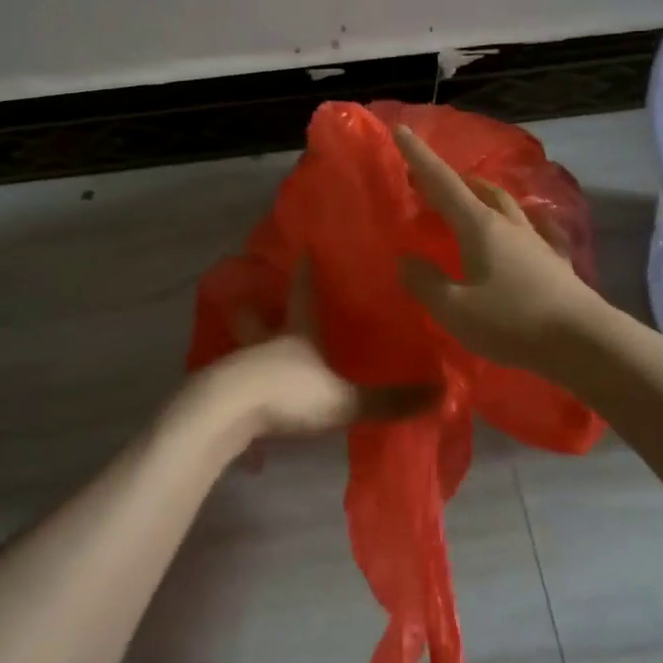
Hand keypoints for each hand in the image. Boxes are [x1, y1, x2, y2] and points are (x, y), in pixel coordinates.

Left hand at [191, 262, 436, 447]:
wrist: (225, 413)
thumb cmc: (288, 393)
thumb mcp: (344, 399)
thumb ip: (389, 399)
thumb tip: (442, 391)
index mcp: (296, 333)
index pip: (303, 294)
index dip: (306, 273)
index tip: (305, 249)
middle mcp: (266, 341)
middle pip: (259, 315)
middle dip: (258, 305)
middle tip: (253, 294)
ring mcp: (240, 365)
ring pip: (244, 346)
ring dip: (249, 343)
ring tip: (256, 348)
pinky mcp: (221, 391)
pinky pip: (234, 381)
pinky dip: (241, 383)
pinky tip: (246, 397)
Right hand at [394, 124, 605, 372]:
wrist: (584, 342)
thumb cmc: (512, 321)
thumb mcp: (455, 309)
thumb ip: (426, 282)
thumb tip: (406, 260)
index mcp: (480, 227)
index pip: (442, 183)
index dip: (420, 157)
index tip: (403, 131)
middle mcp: (508, 224)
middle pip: (476, 189)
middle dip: (449, 179)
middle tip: (426, 180)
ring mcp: (536, 240)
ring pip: (505, 203)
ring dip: (482, 194)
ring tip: (468, 197)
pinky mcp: (555, 261)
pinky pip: (535, 228)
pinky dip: (521, 220)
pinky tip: (528, 224)